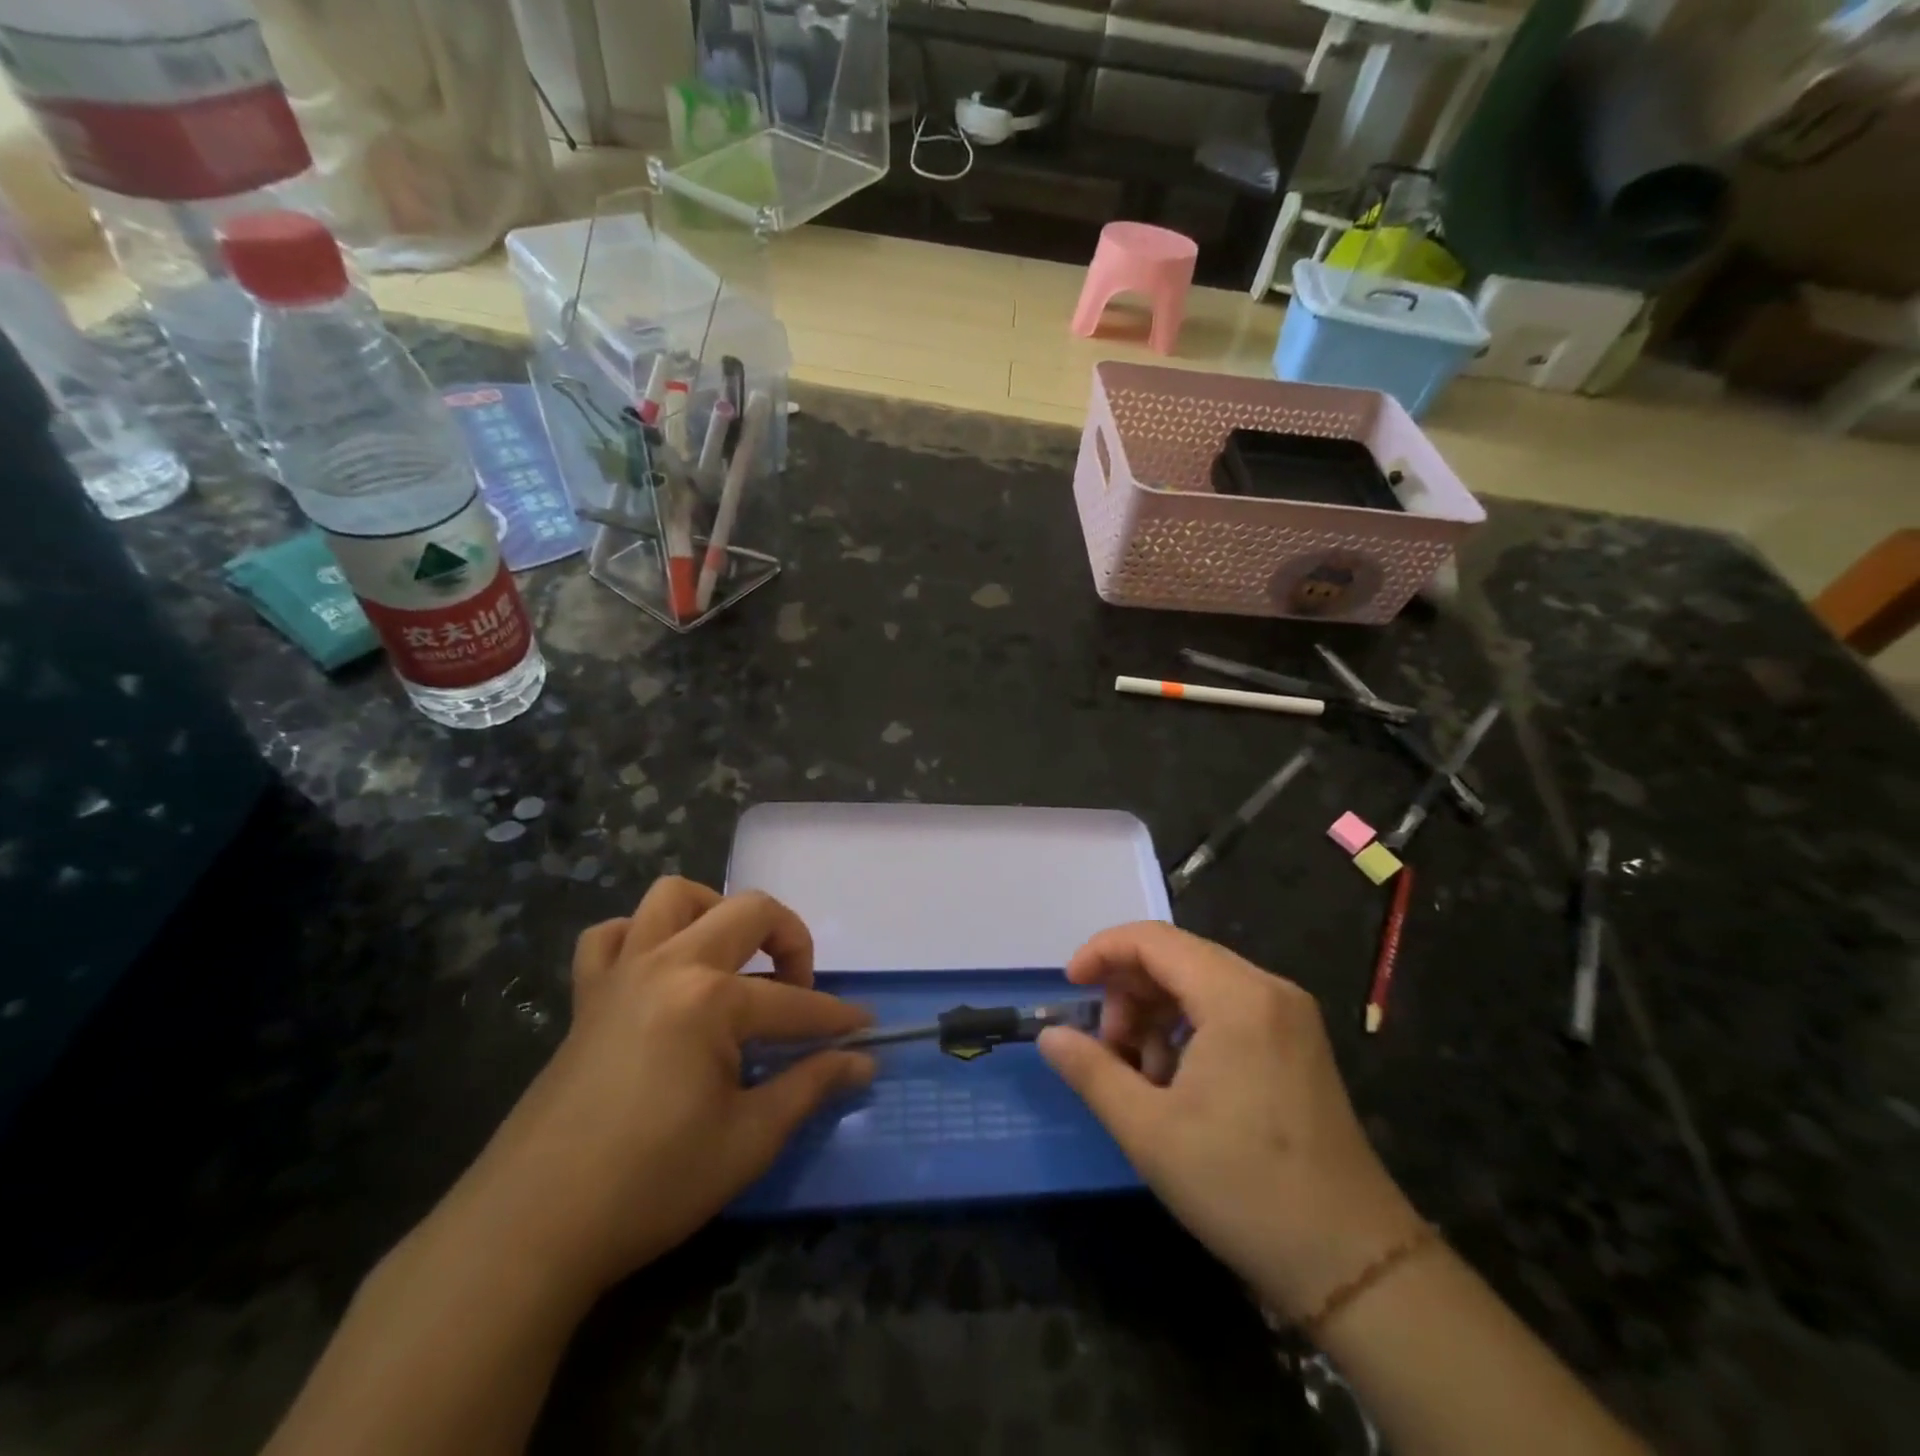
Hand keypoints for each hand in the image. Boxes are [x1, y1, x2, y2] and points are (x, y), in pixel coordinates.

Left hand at [440, 878, 874, 1297]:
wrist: (531, 1230)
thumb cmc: (651, 1185)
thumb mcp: (748, 1140)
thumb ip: (810, 1087)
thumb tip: (863, 1061)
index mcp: (711, 998)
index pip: (796, 1003)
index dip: (838, 1020)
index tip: (866, 1031)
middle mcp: (669, 964)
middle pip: (749, 912)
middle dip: (791, 941)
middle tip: (798, 992)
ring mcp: (622, 973)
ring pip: (674, 898)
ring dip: (715, 914)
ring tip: (731, 962)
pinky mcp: (587, 997)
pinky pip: (611, 936)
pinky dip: (641, 937)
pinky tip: (658, 974)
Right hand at [1038, 923, 1422, 1321]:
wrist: (1353, 1264)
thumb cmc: (1242, 1188)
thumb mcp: (1148, 1130)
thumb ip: (1091, 1070)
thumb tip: (1048, 1035)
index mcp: (1237, 996)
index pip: (1154, 940)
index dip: (1102, 952)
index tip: (1070, 987)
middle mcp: (1268, 989)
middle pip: (1177, 957)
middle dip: (1129, 993)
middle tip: (1108, 1050)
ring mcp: (1289, 1015)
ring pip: (1200, 983)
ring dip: (1156, 1014)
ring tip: (1142, 1076)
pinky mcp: (1297, 1042)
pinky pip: (1227, 1008)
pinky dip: (1189, 1029)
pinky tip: (1178, 1083)